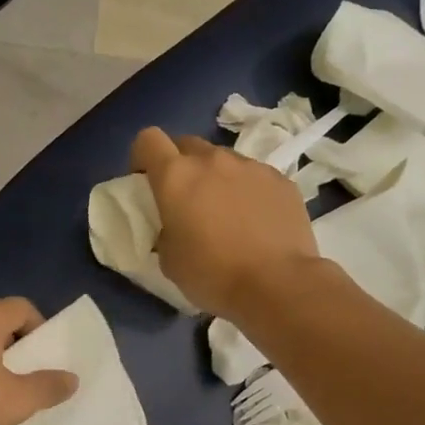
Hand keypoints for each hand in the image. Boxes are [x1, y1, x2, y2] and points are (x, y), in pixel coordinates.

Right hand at [131, 127, 321, 317]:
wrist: (277, 285)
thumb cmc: (212, 274)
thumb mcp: (168, 258)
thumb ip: (164, 229)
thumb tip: (175, 226)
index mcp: (176, 176)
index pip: (147, 139)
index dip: (142, 157)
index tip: (145, 182)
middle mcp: (212, 160)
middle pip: (187, 145)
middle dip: (180, 165)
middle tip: (185, 199)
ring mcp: (251, 167)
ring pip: (223, 160)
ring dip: (216, 178)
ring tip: (226, 213)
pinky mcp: (281, 180)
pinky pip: (255, 177)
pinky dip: (248, 191)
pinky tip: (256, 222)